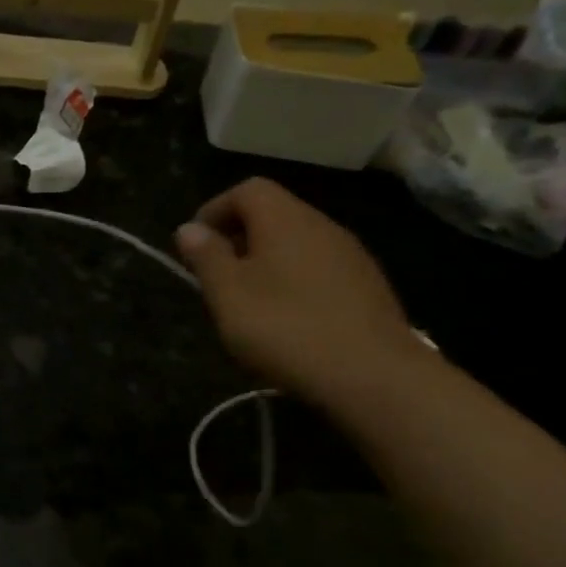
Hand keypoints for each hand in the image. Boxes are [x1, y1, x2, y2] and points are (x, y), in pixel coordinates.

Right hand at [175, 178, 422, 405]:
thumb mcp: (228, 294)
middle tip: (217, 278)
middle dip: (238, 238)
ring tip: (249, 303)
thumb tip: (190, 228)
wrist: (375, 377)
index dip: (215, 210)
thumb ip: (206, 257)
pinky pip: (319, 269)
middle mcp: (322, 226)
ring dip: (266, 262)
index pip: (247, 189)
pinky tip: (289, 321)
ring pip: (297, 243)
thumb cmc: (286, 328)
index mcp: (285, 219)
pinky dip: (295, 281)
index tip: (195, 246)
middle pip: (274, 214)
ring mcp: (352, 256)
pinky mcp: (369, 288)